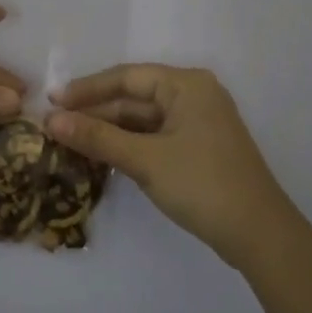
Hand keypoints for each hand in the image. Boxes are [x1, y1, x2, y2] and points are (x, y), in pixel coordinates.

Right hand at [45, 65, 298, 266]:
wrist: (259, 235)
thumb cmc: (202, 185)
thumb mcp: (145, 159)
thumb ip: (97, 137)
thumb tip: (51, 121)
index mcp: (187, 85)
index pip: (127, 77)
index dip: (87, 89)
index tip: (53, 101)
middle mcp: (194, 95)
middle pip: (134, 97)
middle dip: (96, 112)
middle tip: (55, 125)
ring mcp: (198, 123)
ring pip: (143, 119)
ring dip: (110, 130)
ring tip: (70, 141)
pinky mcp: (198, 148)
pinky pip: (154, 137)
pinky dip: (128, 144)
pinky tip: (102, 156)